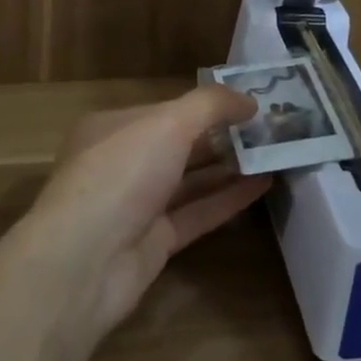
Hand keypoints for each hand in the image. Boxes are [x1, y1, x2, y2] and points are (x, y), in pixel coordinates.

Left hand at [19, 86, 272, 338]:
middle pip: (179, 145)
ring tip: (274, 153)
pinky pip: (197, 214)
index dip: (207, 106)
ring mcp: (137, 205)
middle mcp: (122, 163)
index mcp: (111, 128)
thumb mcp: (167, 124)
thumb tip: (249, 100)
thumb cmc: (121, 174)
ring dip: (229, 167)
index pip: (166, 110)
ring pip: (189, 181)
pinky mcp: (154, 242)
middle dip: (221, 136)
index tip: (250, 103)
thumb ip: (211, 106)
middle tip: (270, 129)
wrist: (85, 260)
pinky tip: (263, 186)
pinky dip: (228, 200)